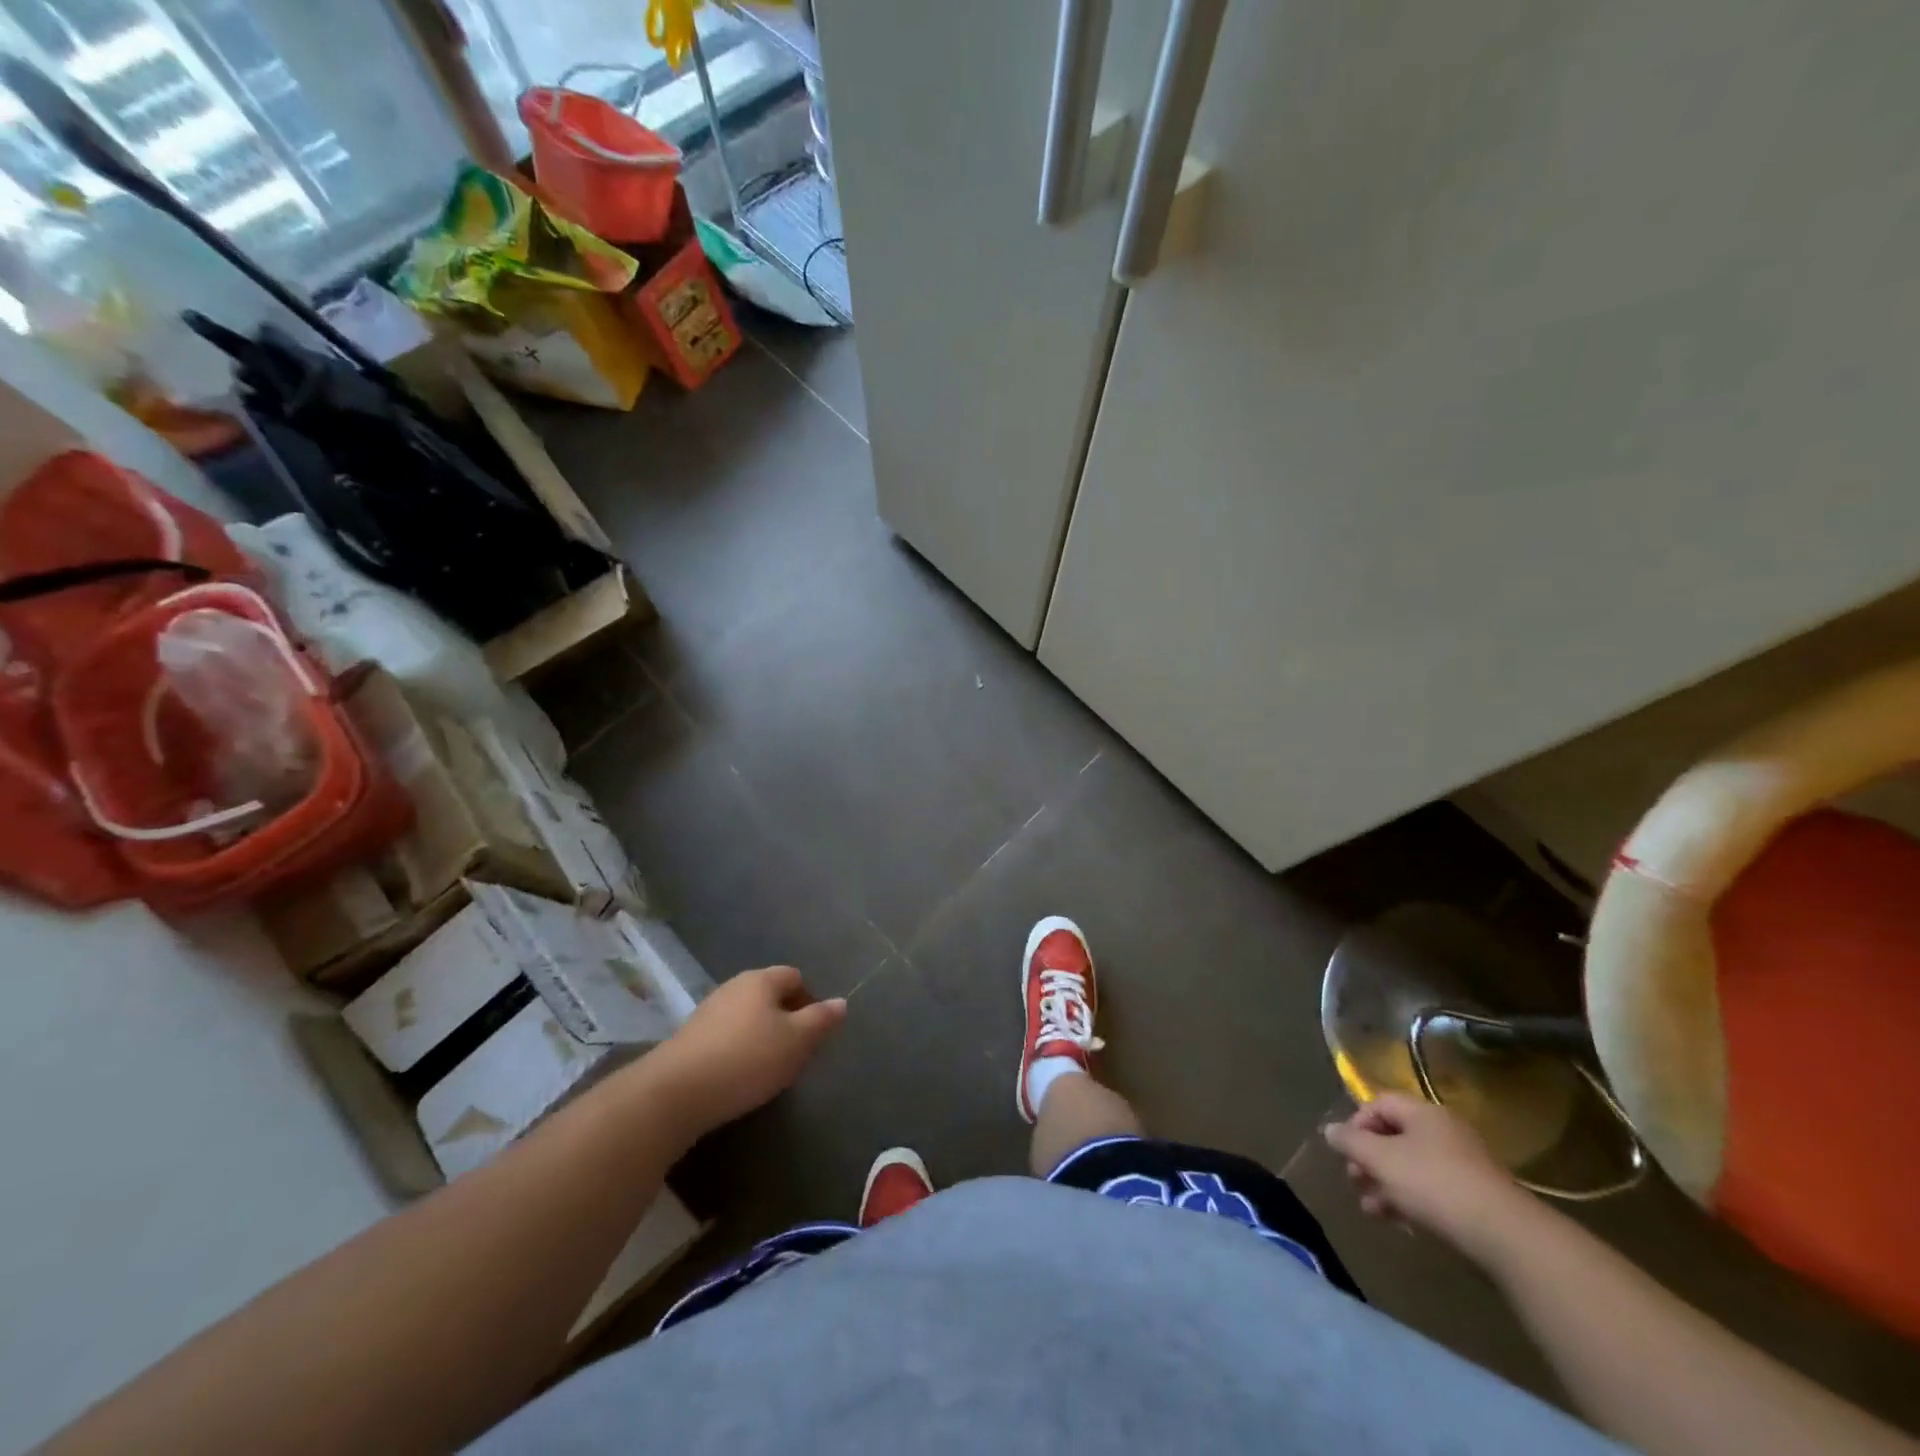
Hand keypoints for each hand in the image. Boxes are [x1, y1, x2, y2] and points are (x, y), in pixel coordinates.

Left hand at [650, 966, 845, 1141]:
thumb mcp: (796, 1041)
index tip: (815, 1032)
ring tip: (769, 1068)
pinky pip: (726, 1035)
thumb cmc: (747, 1059)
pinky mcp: (689, 1038)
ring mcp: (708, 1011)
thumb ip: (821, 1020)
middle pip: (770, 995)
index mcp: (761, 980)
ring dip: (762, 1035)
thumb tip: (840, 1002)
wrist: (675, 1093)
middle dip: (786, 1018)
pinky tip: (739, 1076)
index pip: (795, 976)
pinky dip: (738, 1049)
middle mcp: (734, 986)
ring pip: (747, 1016)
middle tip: (796, 1052)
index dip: (811, 1000)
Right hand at [1322, 1093, 1532, 1263]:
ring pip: (1412, 1167)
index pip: (1379, 1103)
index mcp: (1423, 1113)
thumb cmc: (1435, 1185)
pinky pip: (1433, 1191)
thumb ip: (1350, 1142)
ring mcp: (1464, 1165)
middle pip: (1395, 1136)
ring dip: (1386, 1185)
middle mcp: (1445, 1131)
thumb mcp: (1381, 1159)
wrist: (1507, 1238)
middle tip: (1355, 1181)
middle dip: (1369, 1159)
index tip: (1346, 1151)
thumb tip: (1330, 1130)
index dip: (1356, 1123)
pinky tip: (1401, 1223)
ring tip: (1372, 1210)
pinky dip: (1411, 1201)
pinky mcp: (1477, 1198)